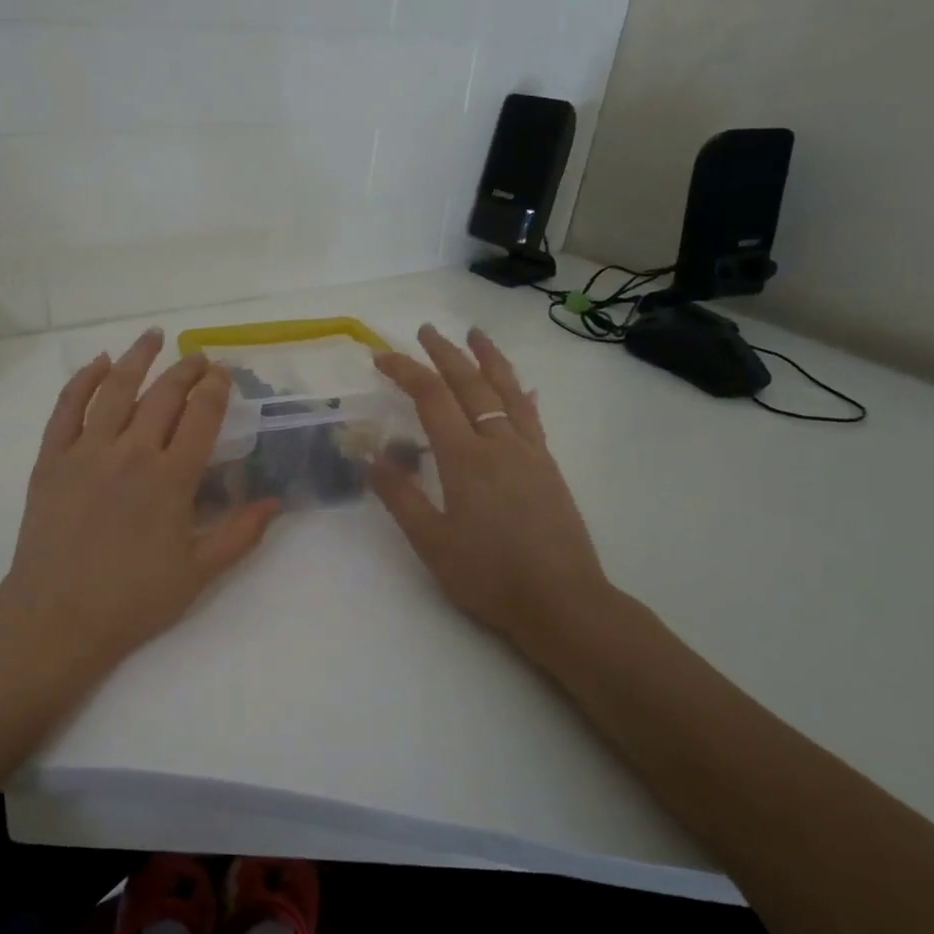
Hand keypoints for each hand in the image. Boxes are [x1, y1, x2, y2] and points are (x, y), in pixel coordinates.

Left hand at [0, 329, 279, 666]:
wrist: (57, 617)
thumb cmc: (133, 600)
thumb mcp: (198, 573)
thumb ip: (240, 534)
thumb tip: (277, 502)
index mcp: (172, 479)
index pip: (201, 416)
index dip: (215, 389)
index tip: (223, 372)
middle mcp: (132, 452)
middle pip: (163, 395)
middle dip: (186, 370)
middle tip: (198, 357)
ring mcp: (87, 451)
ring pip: (115, 389)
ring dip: (137, 358)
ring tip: (153, 336)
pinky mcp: (52, 458)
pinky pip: (67, 407)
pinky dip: (83, 379)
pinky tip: (97, 362)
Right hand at [369, 324, 616, 667]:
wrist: (562, 602)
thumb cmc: (488, 576)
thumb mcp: (431, 542)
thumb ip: (400, 496)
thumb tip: (371, 457)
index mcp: (465, 459)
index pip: (431, 397)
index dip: (405, 371)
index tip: (381, 357)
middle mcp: (499, 444)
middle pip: (470, 384)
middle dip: (444, 353)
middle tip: (424, 331)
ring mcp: (529, 453)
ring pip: (507, 391)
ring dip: (488, 359)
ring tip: (475, 335)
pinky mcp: (548, 468)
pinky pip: (532, 418)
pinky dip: (520, 395)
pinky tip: (521, 388)